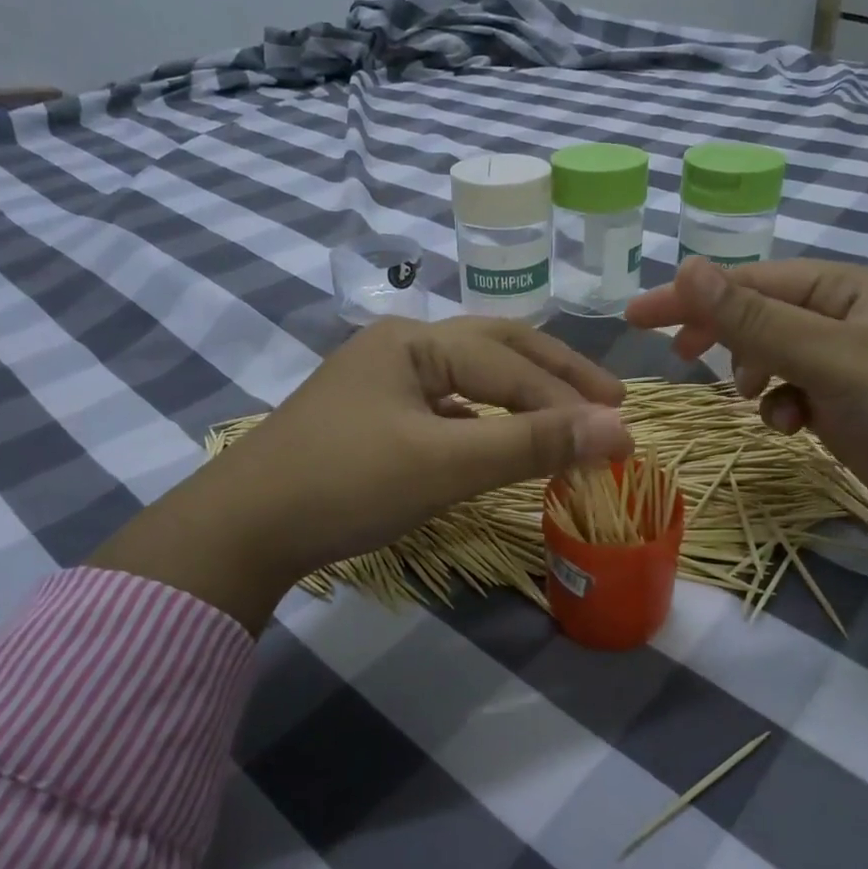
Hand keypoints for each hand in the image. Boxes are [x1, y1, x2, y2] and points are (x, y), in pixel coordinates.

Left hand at [89, 317, 631, 631]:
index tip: (625, 433)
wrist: (242, 528)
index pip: (512, 364)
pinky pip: (447, 405)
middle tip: (611, 400)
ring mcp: (383, 380)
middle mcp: (400, 345)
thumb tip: (618, 429)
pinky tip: (500, 438)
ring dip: (522, 396)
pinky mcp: (373, 416)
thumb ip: (531, 443)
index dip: (571, 400)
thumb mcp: (445, 463)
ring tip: (568, 417)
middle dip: (556, 375)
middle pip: (496, 349)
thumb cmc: (345, 484)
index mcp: (415, 340)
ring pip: (471, 377)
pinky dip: (486, 418)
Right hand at [627, 258, 867, 668]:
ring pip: (771, 359)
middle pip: (758, 316)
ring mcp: (846, 367)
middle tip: (675, 357)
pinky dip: (781, 409)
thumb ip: (756, 319)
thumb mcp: (833, 358)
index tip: (636, 317)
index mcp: (843, 290)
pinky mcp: (848, 410)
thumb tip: (686, 268)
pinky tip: (791, 429)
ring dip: (752, 376)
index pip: (750, 282)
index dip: (692, 296)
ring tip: (754, 398)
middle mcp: (842, 321)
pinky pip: (793, 396)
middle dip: (718, 334)